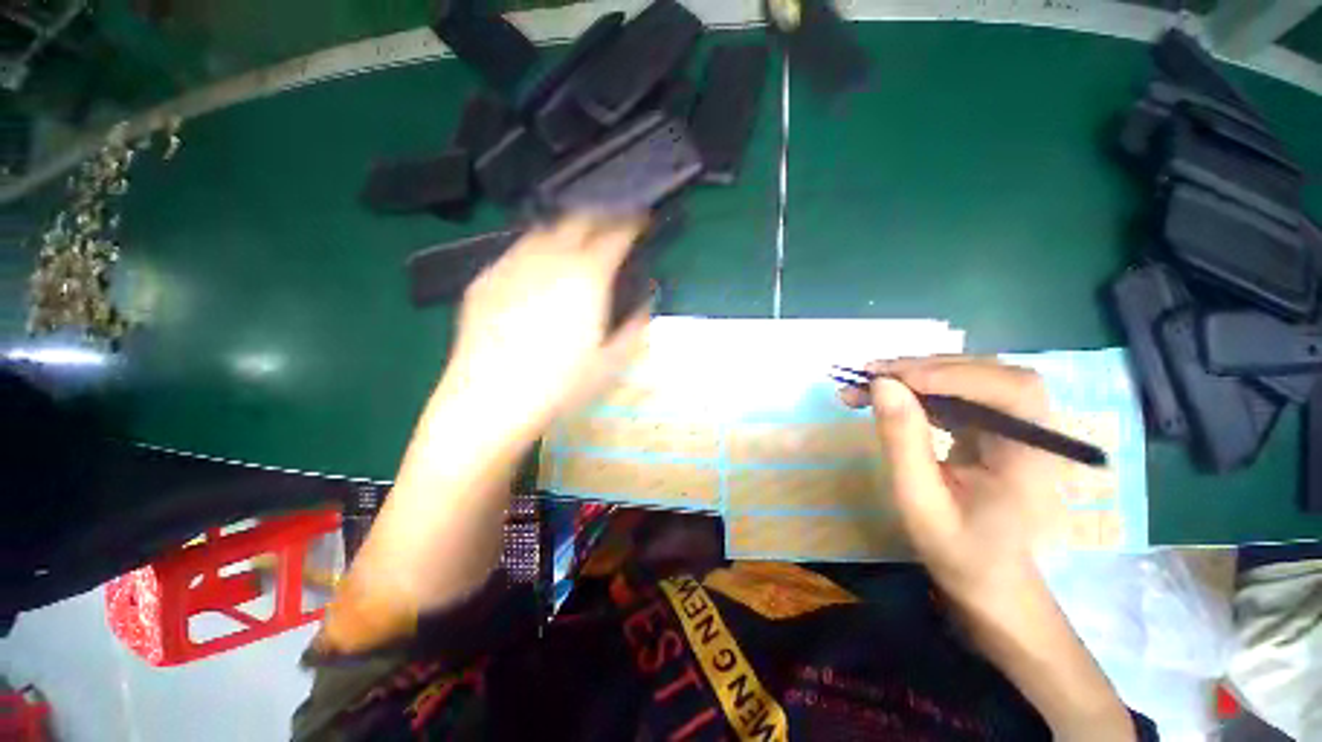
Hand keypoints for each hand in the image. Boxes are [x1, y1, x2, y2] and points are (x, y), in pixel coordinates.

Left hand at [439, 214, 651, 443]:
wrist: (490, 400)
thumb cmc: (560, 384)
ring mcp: (512, 264)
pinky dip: (535, 250)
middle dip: (600, 216)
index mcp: (586, 276)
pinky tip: (537, 268)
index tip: (640, 218)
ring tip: (575, 240)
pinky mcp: (486, 278)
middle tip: (611, 223)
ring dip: (566, 229)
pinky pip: (516, 251)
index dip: (631, 222)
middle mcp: (550, 258)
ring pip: (544, 230)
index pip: (615, 234)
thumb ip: (634, 328)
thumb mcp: (611, 363)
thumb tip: (645, 304)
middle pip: (578, 219)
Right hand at [840, 357, 1064, 605]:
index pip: (1010, 390)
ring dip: (915, 375)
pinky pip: (957, 393)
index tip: (889, 378)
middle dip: (924, 369)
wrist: (987, 578)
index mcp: (1032, 457)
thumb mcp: (920, 502)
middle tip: (867, 376)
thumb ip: (902, 442)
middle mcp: (1033, 431)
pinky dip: (918, 389)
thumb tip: (882, 385)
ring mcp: (1014, 426)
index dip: (952, 375)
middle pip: (989, 374)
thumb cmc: (958, 551)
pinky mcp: (994, 427)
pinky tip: (888, 396)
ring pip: (969, 378)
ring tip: (866, 385)